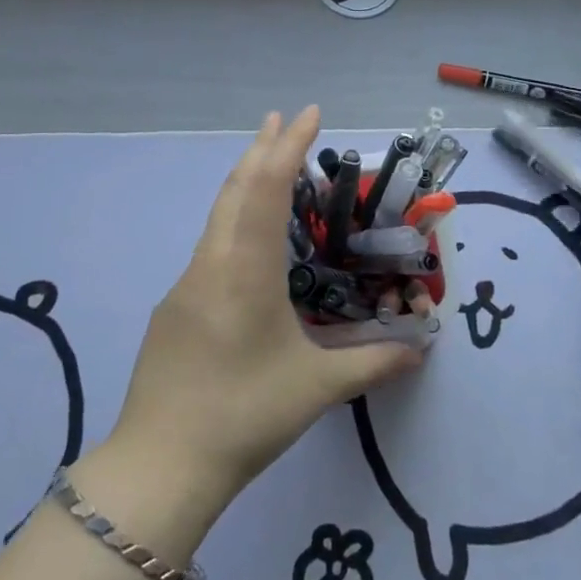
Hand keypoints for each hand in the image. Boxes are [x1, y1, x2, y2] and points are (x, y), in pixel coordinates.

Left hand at [110, 107, 424, 506]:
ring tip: (267, 163)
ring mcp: (186, 283)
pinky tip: (247, 240)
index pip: (267, 188)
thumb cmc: (243, 415)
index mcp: (245, 269)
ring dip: (244, 181)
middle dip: (262, 149)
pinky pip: (210, 244)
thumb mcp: (317, 388)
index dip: (288, 146)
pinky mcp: (174, 307)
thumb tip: (421, 348)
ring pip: (218, 215)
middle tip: (284, 119)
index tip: (309, 114)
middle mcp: (211, 263)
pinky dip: (234, 219)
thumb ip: (373, 363)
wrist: (159, 464)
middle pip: (235, 188)